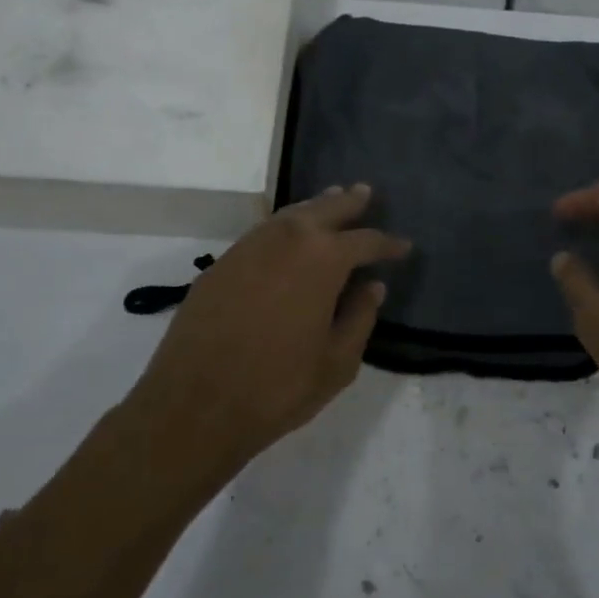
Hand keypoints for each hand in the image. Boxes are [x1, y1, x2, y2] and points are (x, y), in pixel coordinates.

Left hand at [134, 184, 410, 468]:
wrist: (194, 404)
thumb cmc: (277, 387)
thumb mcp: (337, 362)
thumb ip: (360, 317)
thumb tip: (372, 287)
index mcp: (323, 259)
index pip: (365, 241)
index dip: (388, 244)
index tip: (404, 247)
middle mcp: (287, 239)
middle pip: (325, 209)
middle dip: (349, 202)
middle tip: (366, 192)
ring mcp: (249, 247)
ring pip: (290, 215)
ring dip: (315, 207)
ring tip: (331, 201)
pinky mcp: (222, 263)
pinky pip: (263, 231)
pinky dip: (284, 226)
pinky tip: (289, 236)